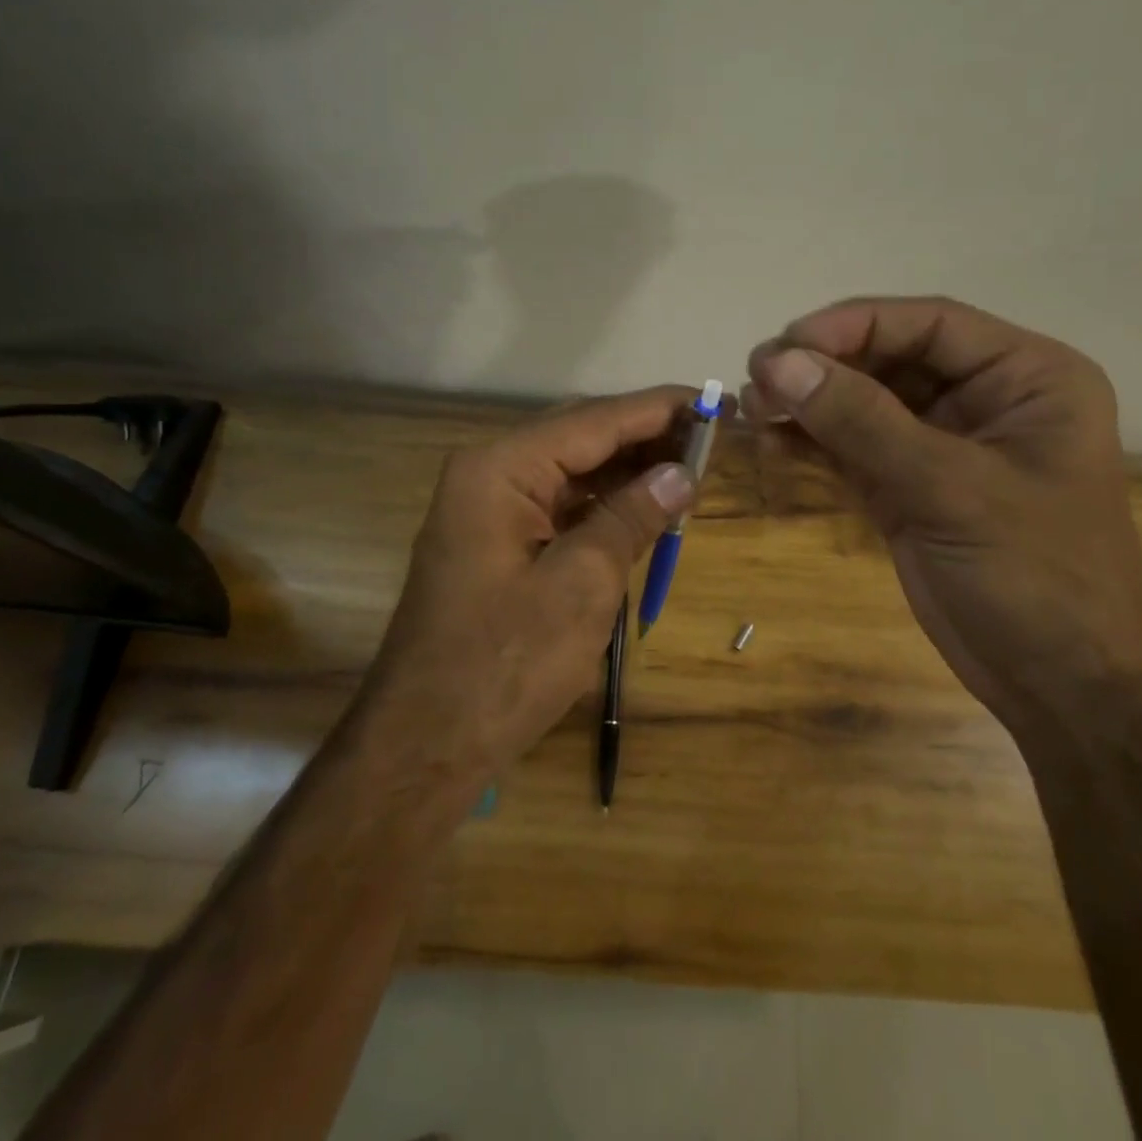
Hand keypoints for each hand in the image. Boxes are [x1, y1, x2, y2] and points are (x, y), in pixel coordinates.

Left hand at [350, 388, 696, 807]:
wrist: (427, 742)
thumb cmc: (505, 663)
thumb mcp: (582, 584)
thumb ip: (631, 518)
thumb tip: (681, 473)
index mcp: (501, 469)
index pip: (594, 420)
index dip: (659, 409)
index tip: (715, 400)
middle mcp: (491, 474)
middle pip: (581, 437)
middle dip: (647, 436)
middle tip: (712, 437)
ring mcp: (492, 509)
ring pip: (573, 471)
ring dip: (630, 470)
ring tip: (692, 468)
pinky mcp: (500, 542)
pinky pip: (562, 506)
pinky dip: (606, 505)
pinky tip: (647, 506)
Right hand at [743, 297, 1141, 730]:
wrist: (1066, 691)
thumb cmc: (1037, 577)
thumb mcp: (951, 490)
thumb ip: (863, 423)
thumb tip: (780, 363)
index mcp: (1026, 378)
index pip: (930, 324)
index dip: (854, 325)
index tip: (787, 344)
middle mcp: (985, 400)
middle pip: (890, 358)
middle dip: (823, 366)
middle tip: (756, 379)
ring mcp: (943, 447)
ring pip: (864, 403)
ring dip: (809, 402)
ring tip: (753, 409)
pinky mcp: (910, 489)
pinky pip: (853, 449)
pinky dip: (812, 443)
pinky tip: (771, 442)